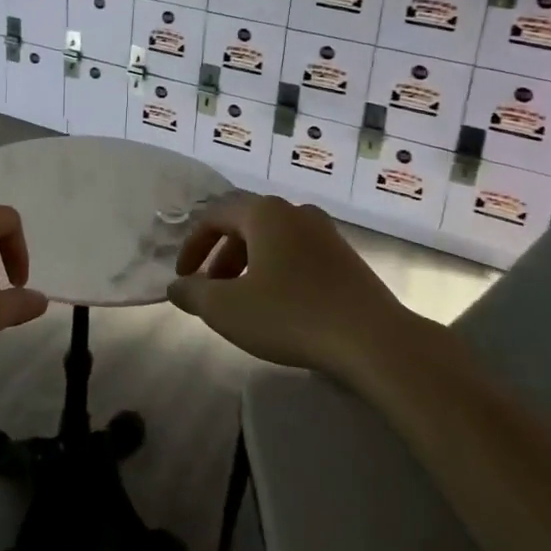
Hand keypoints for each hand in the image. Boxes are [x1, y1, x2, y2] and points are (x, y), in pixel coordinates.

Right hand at [168, 195, 410, 377]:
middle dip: (220, 258)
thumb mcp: (228, 309)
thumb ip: (193, 294)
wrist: (373, 339)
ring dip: (248, 265)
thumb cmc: (291, 315)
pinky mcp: (345, 256)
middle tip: (210, 291)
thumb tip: (176, 287)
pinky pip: (297, 254)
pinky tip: (279, 305)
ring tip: (242, 302)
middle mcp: (295, 211)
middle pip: (244, 226)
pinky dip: (276, 271)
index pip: (214, 217)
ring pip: (272, 241)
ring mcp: (325, 232)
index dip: (192, 246)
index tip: (182, 278)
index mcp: (264, 213)